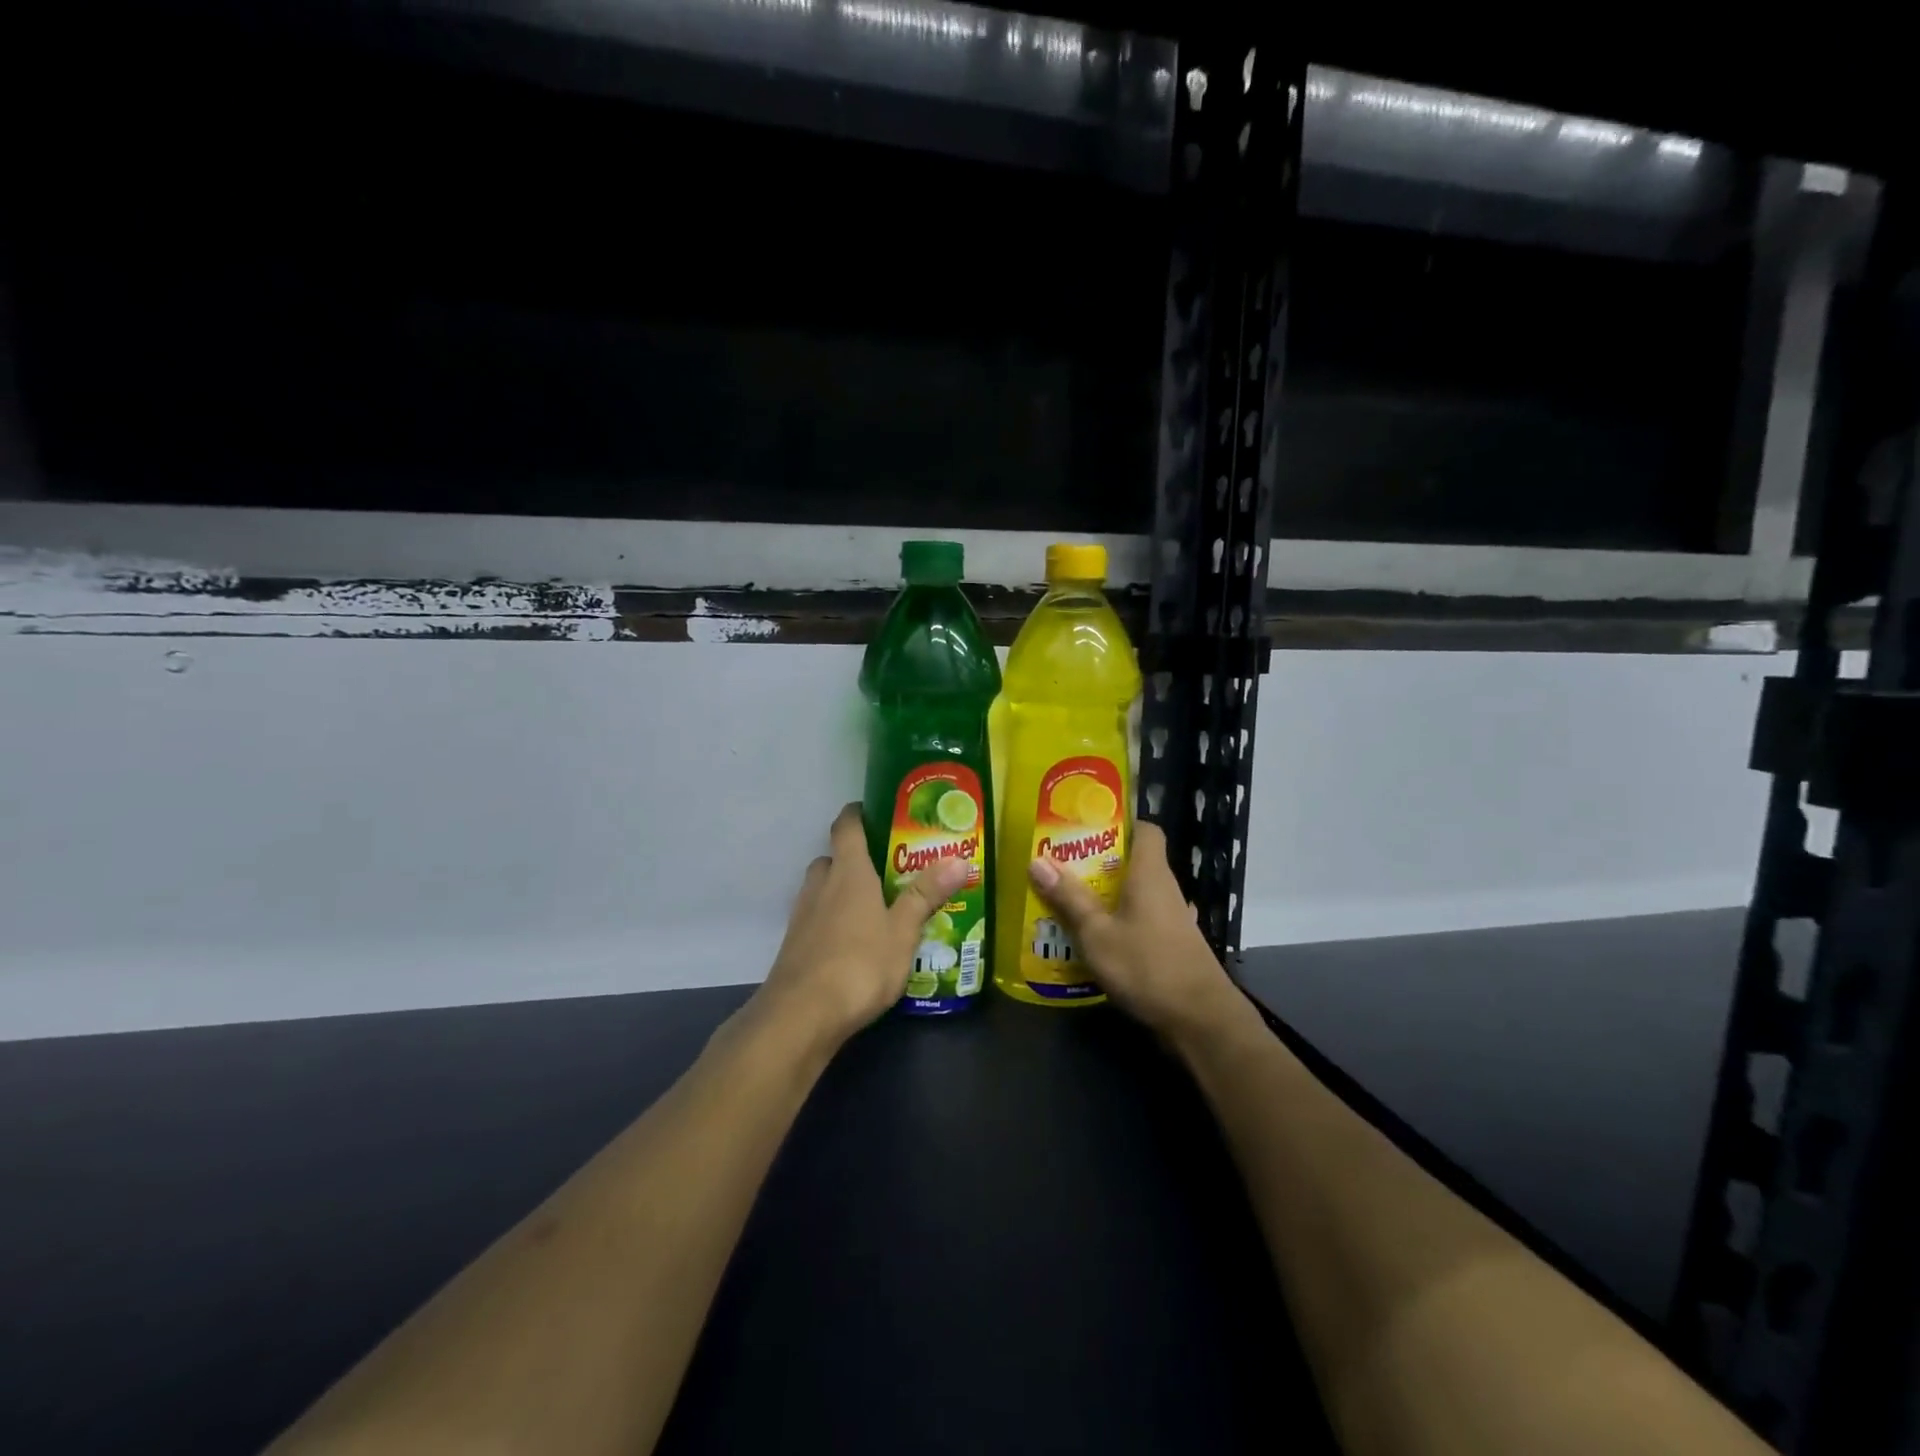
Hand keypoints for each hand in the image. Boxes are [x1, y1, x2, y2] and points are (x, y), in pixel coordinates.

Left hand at [754, 802, 970, 1048]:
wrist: (801, 1017)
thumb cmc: (859, 964)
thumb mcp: (903, 931)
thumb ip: (926, 895)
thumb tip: (958, 859)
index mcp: (847, 872)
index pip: (846, 826)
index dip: (857, 814)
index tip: (875, 811)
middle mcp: (820, 886)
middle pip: (832, 858)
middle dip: (853, 858)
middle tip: (886, 868)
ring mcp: (802, 917)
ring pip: (821, 890)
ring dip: (841, 891)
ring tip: (874, 907)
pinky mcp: (794, 946)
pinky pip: (816, 919)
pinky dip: (832, 921)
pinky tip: (854, 944)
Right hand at [1027, 821, 1262, 1051]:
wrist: (1200, 1020)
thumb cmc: (1147, 965)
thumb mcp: (1097, 933)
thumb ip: (1069, 898)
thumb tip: (1037, 860)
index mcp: (1150, 874)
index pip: (1146, 830)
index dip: (1120, 823)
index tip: (1087, 827)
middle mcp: (1165, 889)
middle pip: (1134, 862)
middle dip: (1099, 862)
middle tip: (1061, 865)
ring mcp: (1172, 919)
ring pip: (1135, 894)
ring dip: (1106, 895)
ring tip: (1067, 899)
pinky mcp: (1172, 945)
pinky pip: (1140, 920)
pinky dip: (1118, 923)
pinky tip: (1093, 938)